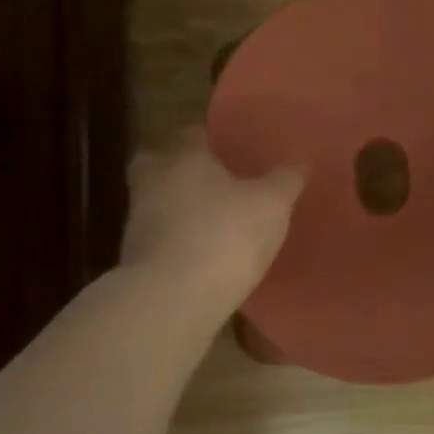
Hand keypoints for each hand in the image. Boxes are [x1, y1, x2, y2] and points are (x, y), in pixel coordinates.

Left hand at [122, 128, 302, 313]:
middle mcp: (152, 182)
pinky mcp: (136, 262)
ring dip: (178, 210)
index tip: (230, 148)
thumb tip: (298, 162)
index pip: (192, 133)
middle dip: (179, 170)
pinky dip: (177, 244)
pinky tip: (203, 257)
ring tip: (212, 223)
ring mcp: (138, 223)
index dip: (210, 139)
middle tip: (210, 182)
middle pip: (159, 164)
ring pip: (157, 204)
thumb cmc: (224, 234)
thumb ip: (284, 180)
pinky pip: (160, 241)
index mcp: (183, 157)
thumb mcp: (271, 204)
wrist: (171, 299)